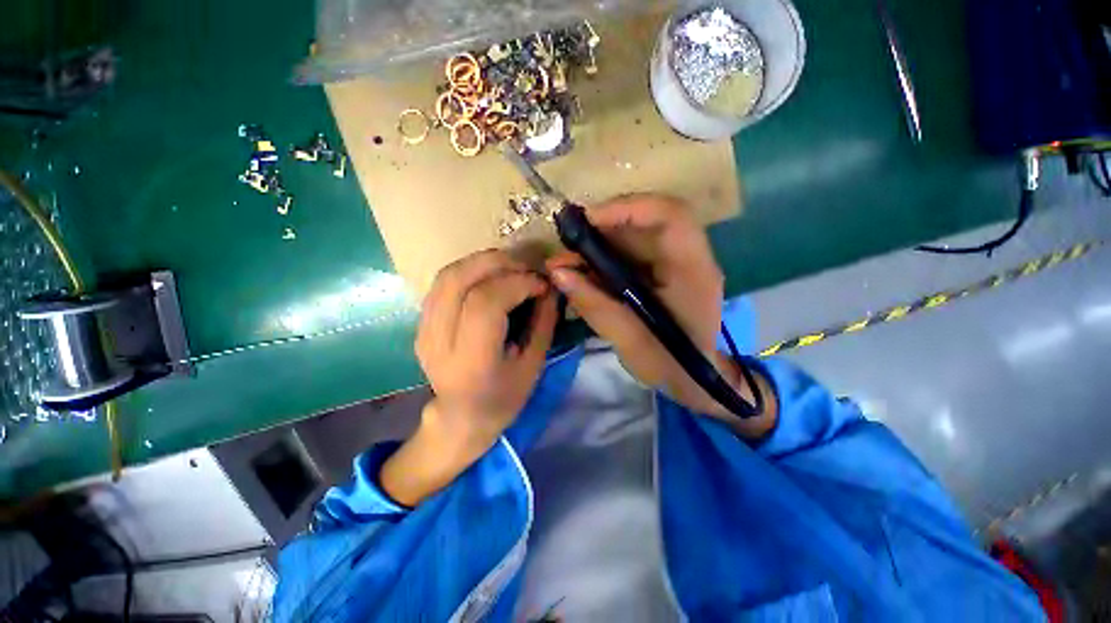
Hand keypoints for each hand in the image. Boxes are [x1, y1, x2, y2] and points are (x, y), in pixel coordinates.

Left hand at [382, 250, 558, 506]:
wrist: (460, 417)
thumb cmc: (503, 398)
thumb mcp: (533, 365)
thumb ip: (543, 323)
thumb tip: (551, 287)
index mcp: (471, 360)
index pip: (485, 303)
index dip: (516, 284)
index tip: (540, 284)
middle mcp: (439, 341)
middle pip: (459, 280)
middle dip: (497, 263)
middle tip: (525, 267)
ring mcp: (424, 330)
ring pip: (447, 275)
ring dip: (482, 262)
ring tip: (510, 267)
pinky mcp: (421, 323)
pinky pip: (442, 283)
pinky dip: (469, 270)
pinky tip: (490, 277)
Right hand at [546, 194, 774, 434]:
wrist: (695, 380)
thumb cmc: (671, 366)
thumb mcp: (629, 341)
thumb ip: (594, 305)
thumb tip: (557, 272)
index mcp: (693, 270)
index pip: (670, 216)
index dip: (628, 208)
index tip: (586, 221)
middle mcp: (687, 256)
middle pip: (647, 219)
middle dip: (603, 225)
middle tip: (567, 241)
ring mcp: (674, 261)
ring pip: (635, 233)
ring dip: (599, 240)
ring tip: (568, 259)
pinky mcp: (661, 269)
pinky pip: (630, 250)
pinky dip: (603, 255)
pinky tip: (582, 270)